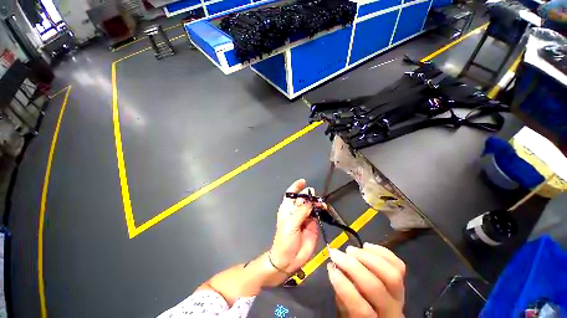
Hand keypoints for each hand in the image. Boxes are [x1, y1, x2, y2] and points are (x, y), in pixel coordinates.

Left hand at [270, 179, 319, 273]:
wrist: (288, 259)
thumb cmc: (284, 240)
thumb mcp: (290, 225)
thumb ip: (301, 212)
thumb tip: (309, 200)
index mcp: (288, 208)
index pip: (291, 194)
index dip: (296, 187)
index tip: (303, 181)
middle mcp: (296, 210)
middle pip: (303, 198)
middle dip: (309, 195)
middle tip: (315, 197)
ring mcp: (305, 217)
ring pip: (312, 205)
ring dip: (316, 203)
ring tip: (321, 204)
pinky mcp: (313, 224)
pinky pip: (317, 214)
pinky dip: (321, 211)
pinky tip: (324, 209)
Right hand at [328, 244, 405, 317]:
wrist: (382, 315)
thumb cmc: (359, 313)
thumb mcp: (345, 311)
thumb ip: (341, 293)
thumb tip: (334, 267)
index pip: (361, 309)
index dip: (344, 287)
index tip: (331, 267)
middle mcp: (392, 311)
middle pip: (376, 287)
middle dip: (352, 266)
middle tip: (336, 254)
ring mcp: (400, 295)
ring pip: (391, 274)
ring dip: (367, 257)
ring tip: (350, 250)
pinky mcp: (403, 281)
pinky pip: (398, 265)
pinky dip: (382, 252)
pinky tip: (366, 246)